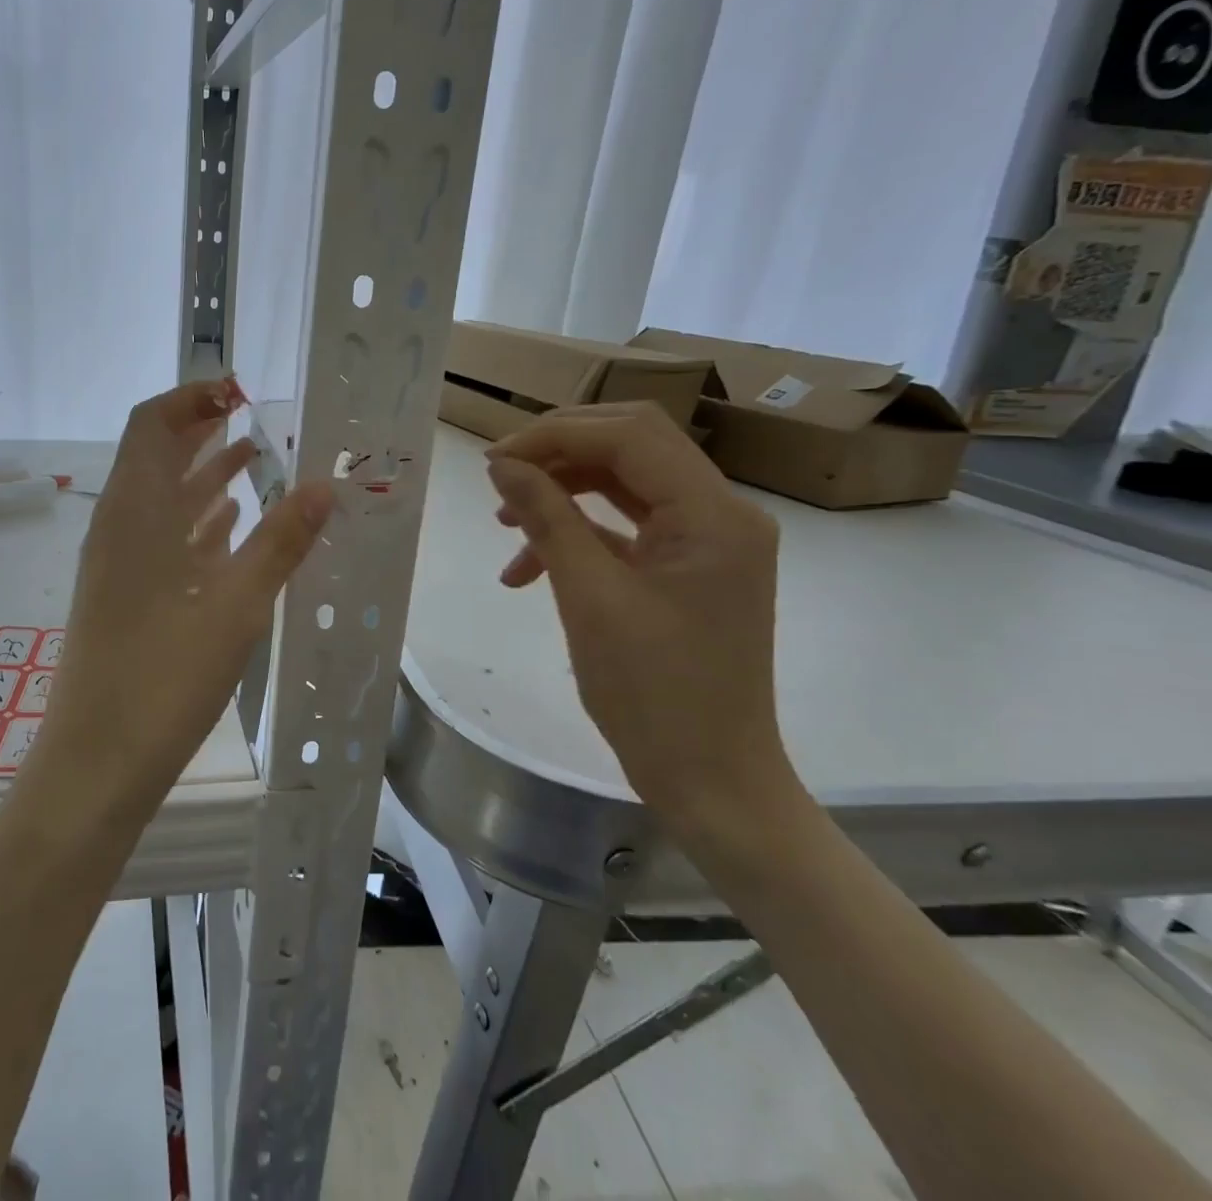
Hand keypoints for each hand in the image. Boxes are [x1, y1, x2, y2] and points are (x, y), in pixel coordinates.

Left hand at [36, 380, 333, 803]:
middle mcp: (119, 524)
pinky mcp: (125, 593)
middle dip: (203, 431)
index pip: (153, 422)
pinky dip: (196, 520)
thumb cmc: (165, 675)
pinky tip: (231, 524)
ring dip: (203, 474)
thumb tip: (325, 485)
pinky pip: (161, 537)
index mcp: (135, 509)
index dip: (193, 398)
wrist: (99, 760)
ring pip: (162, 498)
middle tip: (256, 420)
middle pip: (156, 454)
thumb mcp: (237, 604)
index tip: (241, 392)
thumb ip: (281, 540)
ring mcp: (118, 561)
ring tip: (256, 461)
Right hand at [484, 404, 797, 831]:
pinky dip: (578, 533)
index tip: (494, 460)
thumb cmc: (653, 694)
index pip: (630, 436)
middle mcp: (721, 514)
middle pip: (631, 448)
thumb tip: (501, 464)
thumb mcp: (589, 597)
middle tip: (499, 475)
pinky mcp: (688, 569)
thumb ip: (547, 518)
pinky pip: (628, 527)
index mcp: (713, 515)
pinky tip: (529, 567)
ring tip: (505, 522)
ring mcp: (708, 542)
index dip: (556, 435)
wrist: (711, 782)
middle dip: (558, 454)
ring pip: (625, 484)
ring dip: (562, 493)